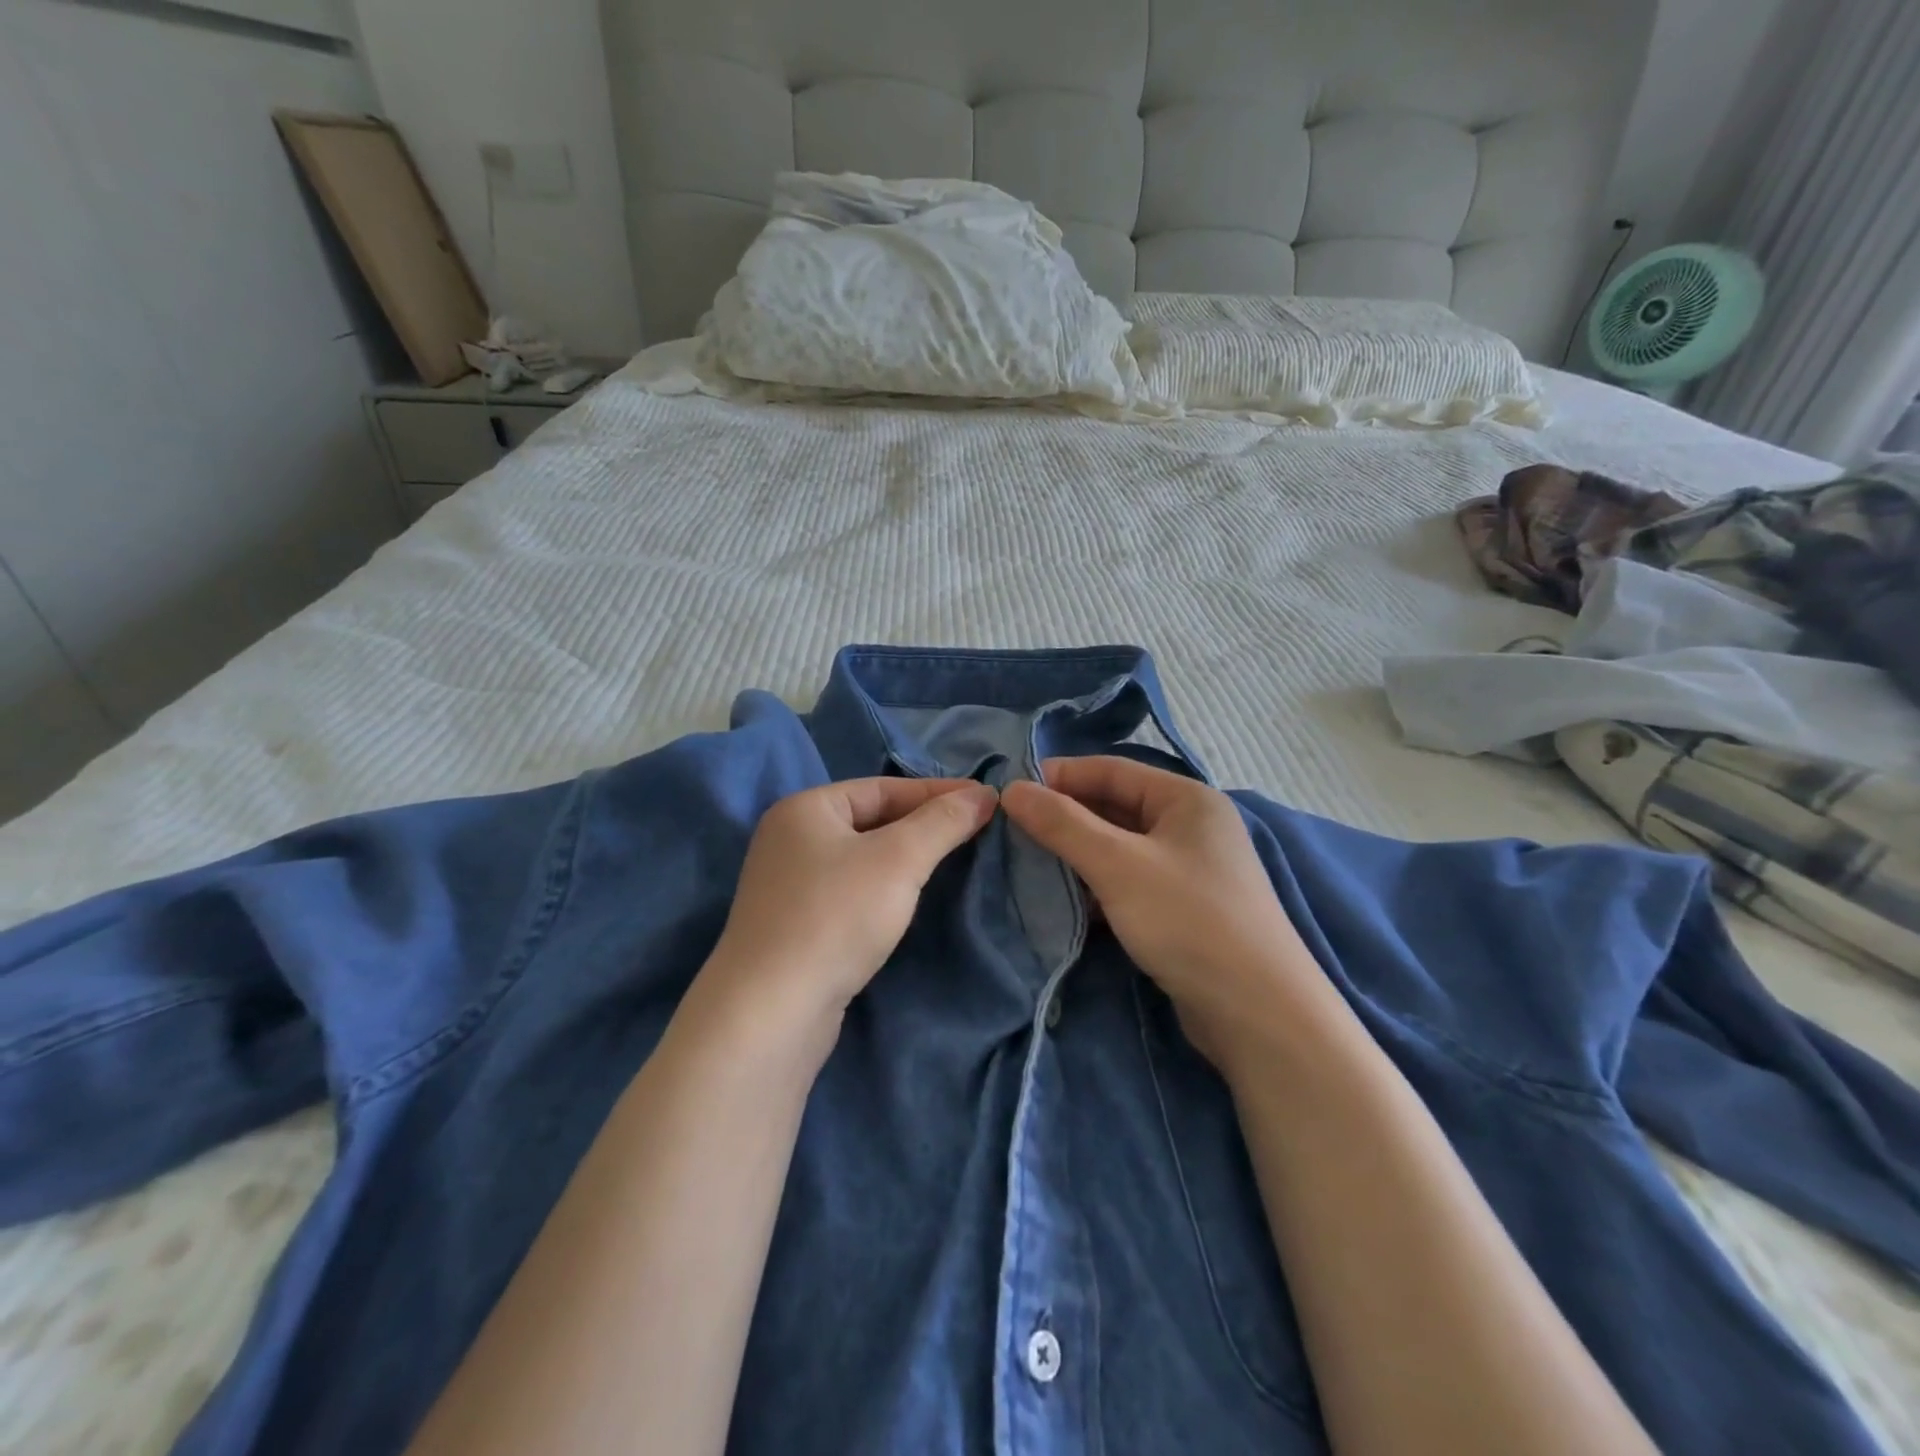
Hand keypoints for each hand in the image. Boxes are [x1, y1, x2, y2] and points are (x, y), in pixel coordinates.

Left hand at [705, 777, 998, 1026]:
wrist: (771, 1012)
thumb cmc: (836, 917)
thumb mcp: (898, 860)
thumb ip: (942, 822)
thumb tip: (983, 794)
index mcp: (805, 808)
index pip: (883, 787)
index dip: (937, 792)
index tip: (985, 800)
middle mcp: (791, 839)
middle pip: (872, 820)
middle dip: (924, 825)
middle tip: (977, 830)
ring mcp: (790, 885)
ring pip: (863, 858)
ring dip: (907, 857)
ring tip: (954, 860)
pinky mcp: (797, 925)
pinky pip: (852, 890)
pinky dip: (886, 888)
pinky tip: (910, 900)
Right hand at [1001, 757, 1323, 1065]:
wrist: (1258, 1014)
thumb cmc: (1187, 920)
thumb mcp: (1117, 865)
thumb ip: (1062, 824)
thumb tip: (1012, 789)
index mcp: (1186, 799)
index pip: (1112, 770)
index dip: (1060, 776)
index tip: (1012, 794)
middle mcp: (1192, 827)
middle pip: (1116, 807)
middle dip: (1066, 818)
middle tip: (1013, 832)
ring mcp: (1191, 870)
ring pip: (1120, 848)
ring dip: (1078, 854)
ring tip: (1031, 865)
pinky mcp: (1184, 910)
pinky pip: (1130, 882)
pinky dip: (1098, 885)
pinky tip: (1067, 901)